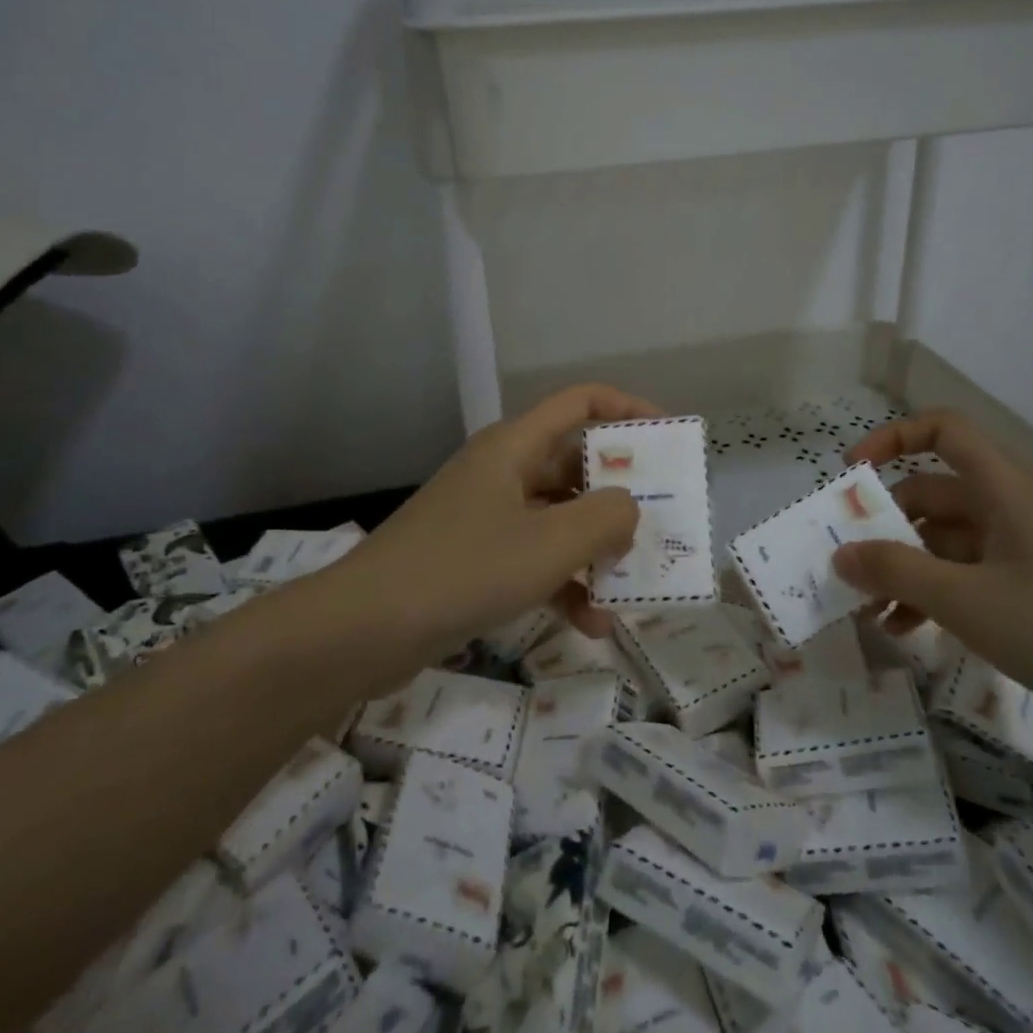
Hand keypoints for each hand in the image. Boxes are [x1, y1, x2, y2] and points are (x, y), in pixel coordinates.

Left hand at [349, 384, 661, 653]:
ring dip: (595, 551)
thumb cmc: (464, 569)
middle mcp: (503, 471)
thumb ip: (608, 517)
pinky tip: (592, 625)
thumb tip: (627, 509)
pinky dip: (564, 584)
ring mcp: (487, 516)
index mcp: (516, 446)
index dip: (630, 409)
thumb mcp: (551, 543)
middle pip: (575, 465)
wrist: (363, 630)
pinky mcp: (475, 558)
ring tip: (633, 587)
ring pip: (558, 519)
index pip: (582, 402)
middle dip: (620, 496)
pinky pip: (534, 559)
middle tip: (661, 523)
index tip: (669, 439)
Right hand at [832, 409, 1032, 746]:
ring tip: (871, 613)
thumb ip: (895, 573)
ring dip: (907, 570)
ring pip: (949, 542)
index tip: (851, 473)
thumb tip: (840, 553)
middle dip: (887, 526)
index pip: (942, 430)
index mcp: (1003, 488)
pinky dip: (938, 595)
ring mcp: (1029, 551)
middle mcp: (1014, 508)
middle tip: (848, 564)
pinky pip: (973, 577)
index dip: (892, 437)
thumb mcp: (967, 601)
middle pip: (934, 494)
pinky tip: (911, 631)